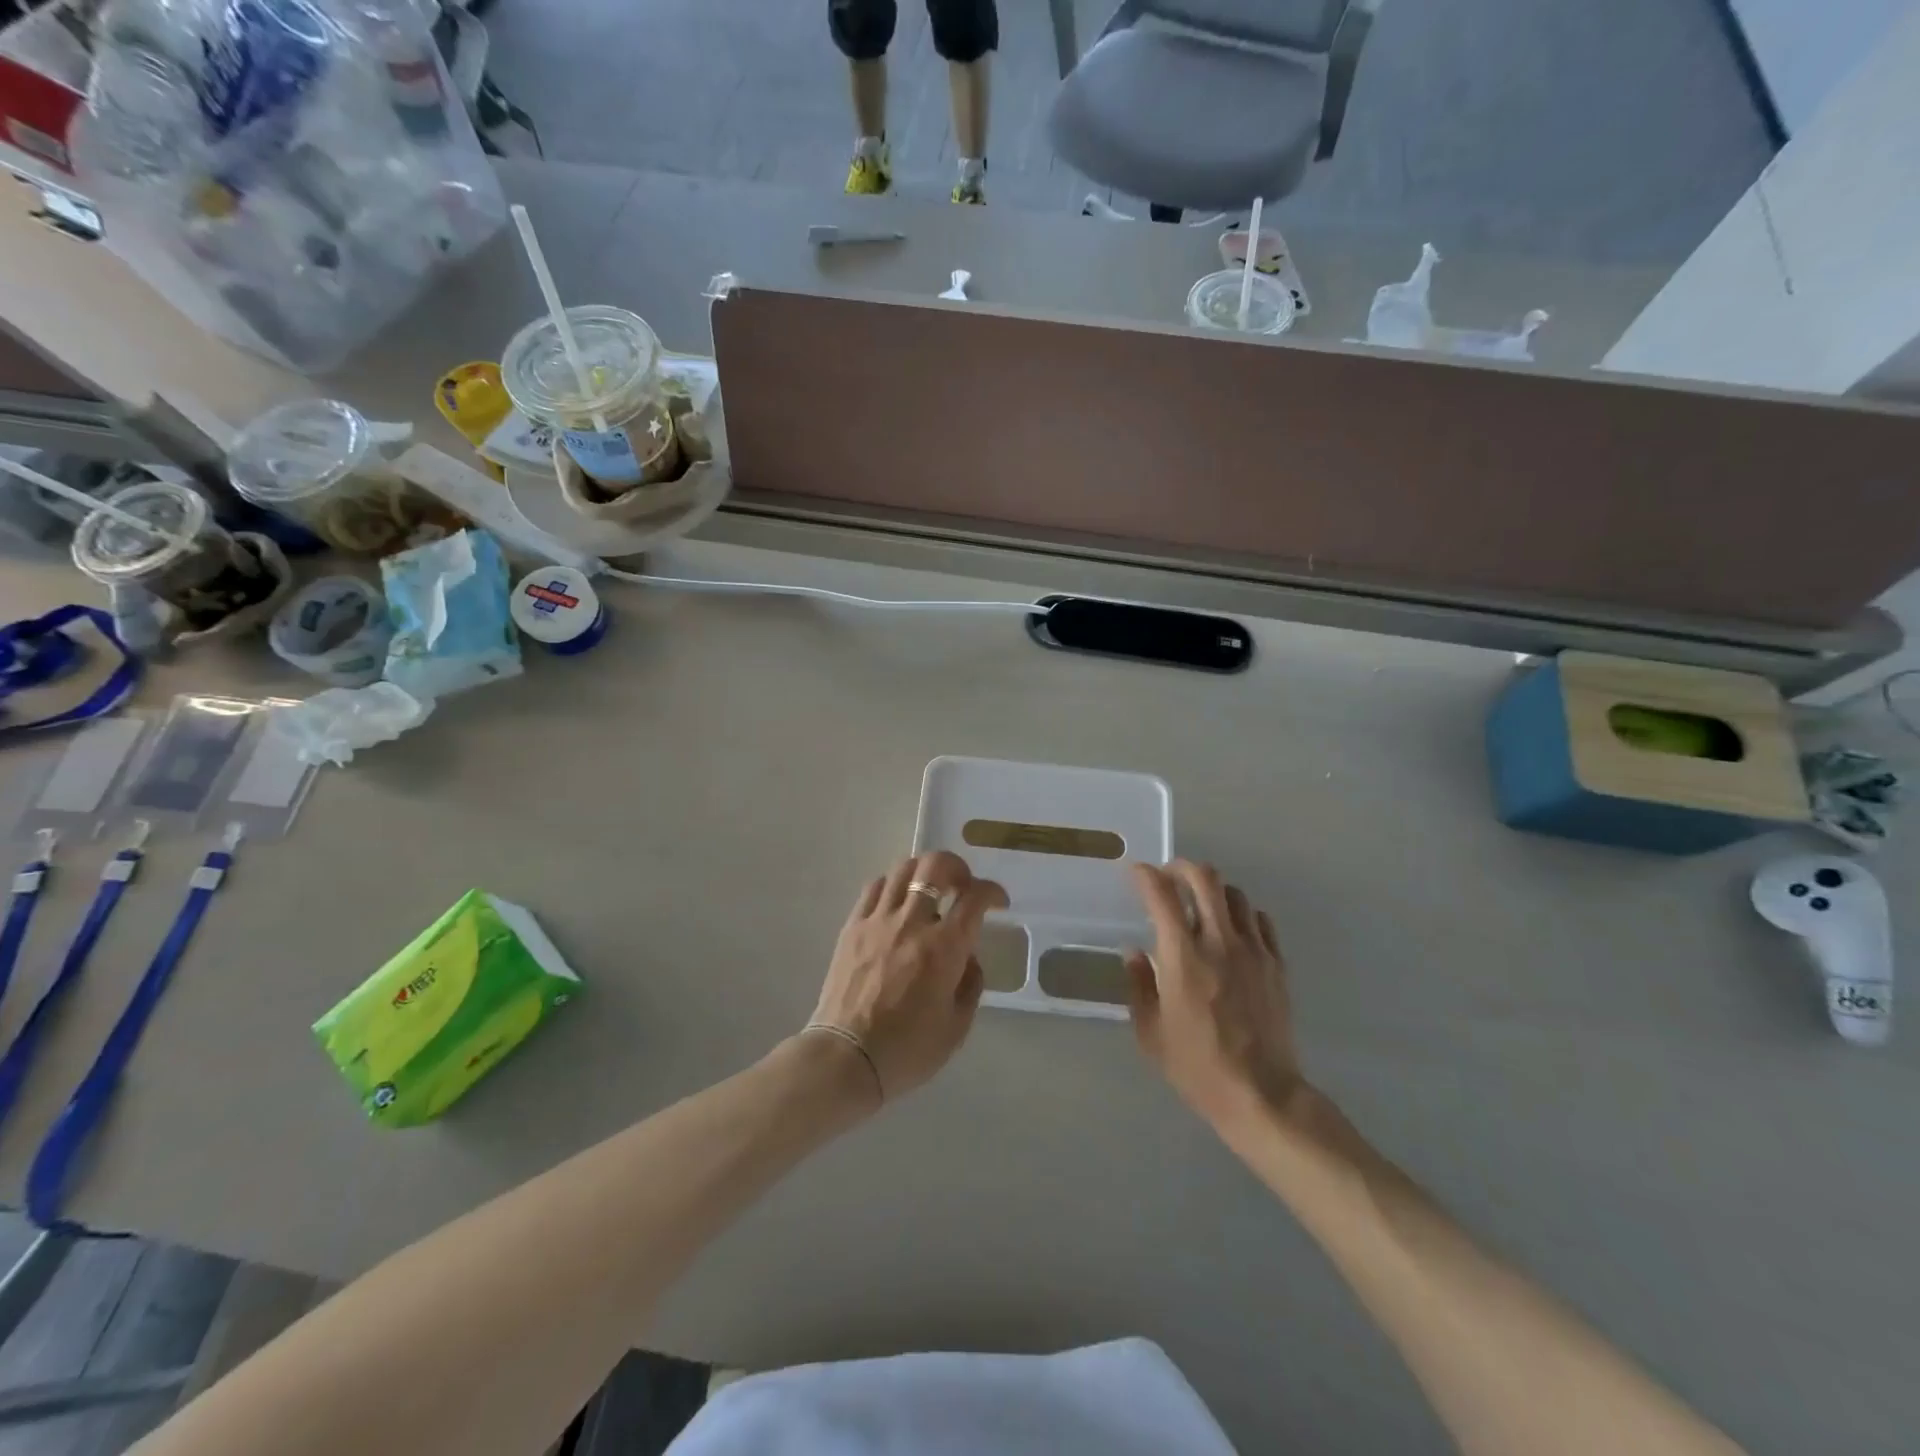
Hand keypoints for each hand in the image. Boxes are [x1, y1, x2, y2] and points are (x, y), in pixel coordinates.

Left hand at [807, 851, 1007, 1103]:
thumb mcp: (957, 1027)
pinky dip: (893, 884)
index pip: (975, 897)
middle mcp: (912, 923)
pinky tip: (897, 901)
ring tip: (930, 888)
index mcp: (944, 948)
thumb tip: (969, 959)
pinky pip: (874, 887)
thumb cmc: (907, 1050)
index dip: (992, 891)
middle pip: (936, 866)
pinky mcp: (852, 926)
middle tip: (963, 886)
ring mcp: (878, 920)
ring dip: (924, 870)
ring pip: (903, 868)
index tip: (998, 902)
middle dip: (957, 868)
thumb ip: (971, 985)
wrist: (846, 1059)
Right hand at [1125, 861, 1301, 1128]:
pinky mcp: (1276, 964)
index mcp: (1182, 956)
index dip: (1146, 876)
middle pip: (1205, 879)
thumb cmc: (1197, 1066)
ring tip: (1201, 904)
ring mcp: (1253, 951)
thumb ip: (1139, 985)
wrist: (1262, 1094)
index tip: (1136, 873)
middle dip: (1182, 868)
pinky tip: (1232, 930)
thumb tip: (1134, 952)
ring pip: (1235, 894)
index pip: (1162, 895)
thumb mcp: (1151, 1032)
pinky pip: (1260, 920)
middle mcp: (1219, 942)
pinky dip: (1242, 914)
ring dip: (1213, 890)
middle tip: (1169, 877)